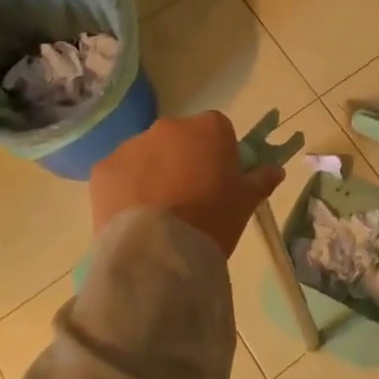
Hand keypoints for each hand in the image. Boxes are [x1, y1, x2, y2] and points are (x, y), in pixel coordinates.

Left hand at [90, 112, 286, 259]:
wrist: (159, 252)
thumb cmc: (212, 219)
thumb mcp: (246, 202)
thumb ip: (261, 179)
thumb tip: (275, 170)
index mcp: (208, 127)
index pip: (217, 131)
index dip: (218, 154)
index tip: (218, 181)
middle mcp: (169, 126)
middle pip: (179, 139)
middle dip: (182, 160)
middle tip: (187, 198)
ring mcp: (132, 145)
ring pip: (147, 155)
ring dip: (152, 173)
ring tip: (157, 213)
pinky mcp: (103, 168)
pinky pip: (119, 174)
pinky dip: (125, 189)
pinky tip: (133, 217)